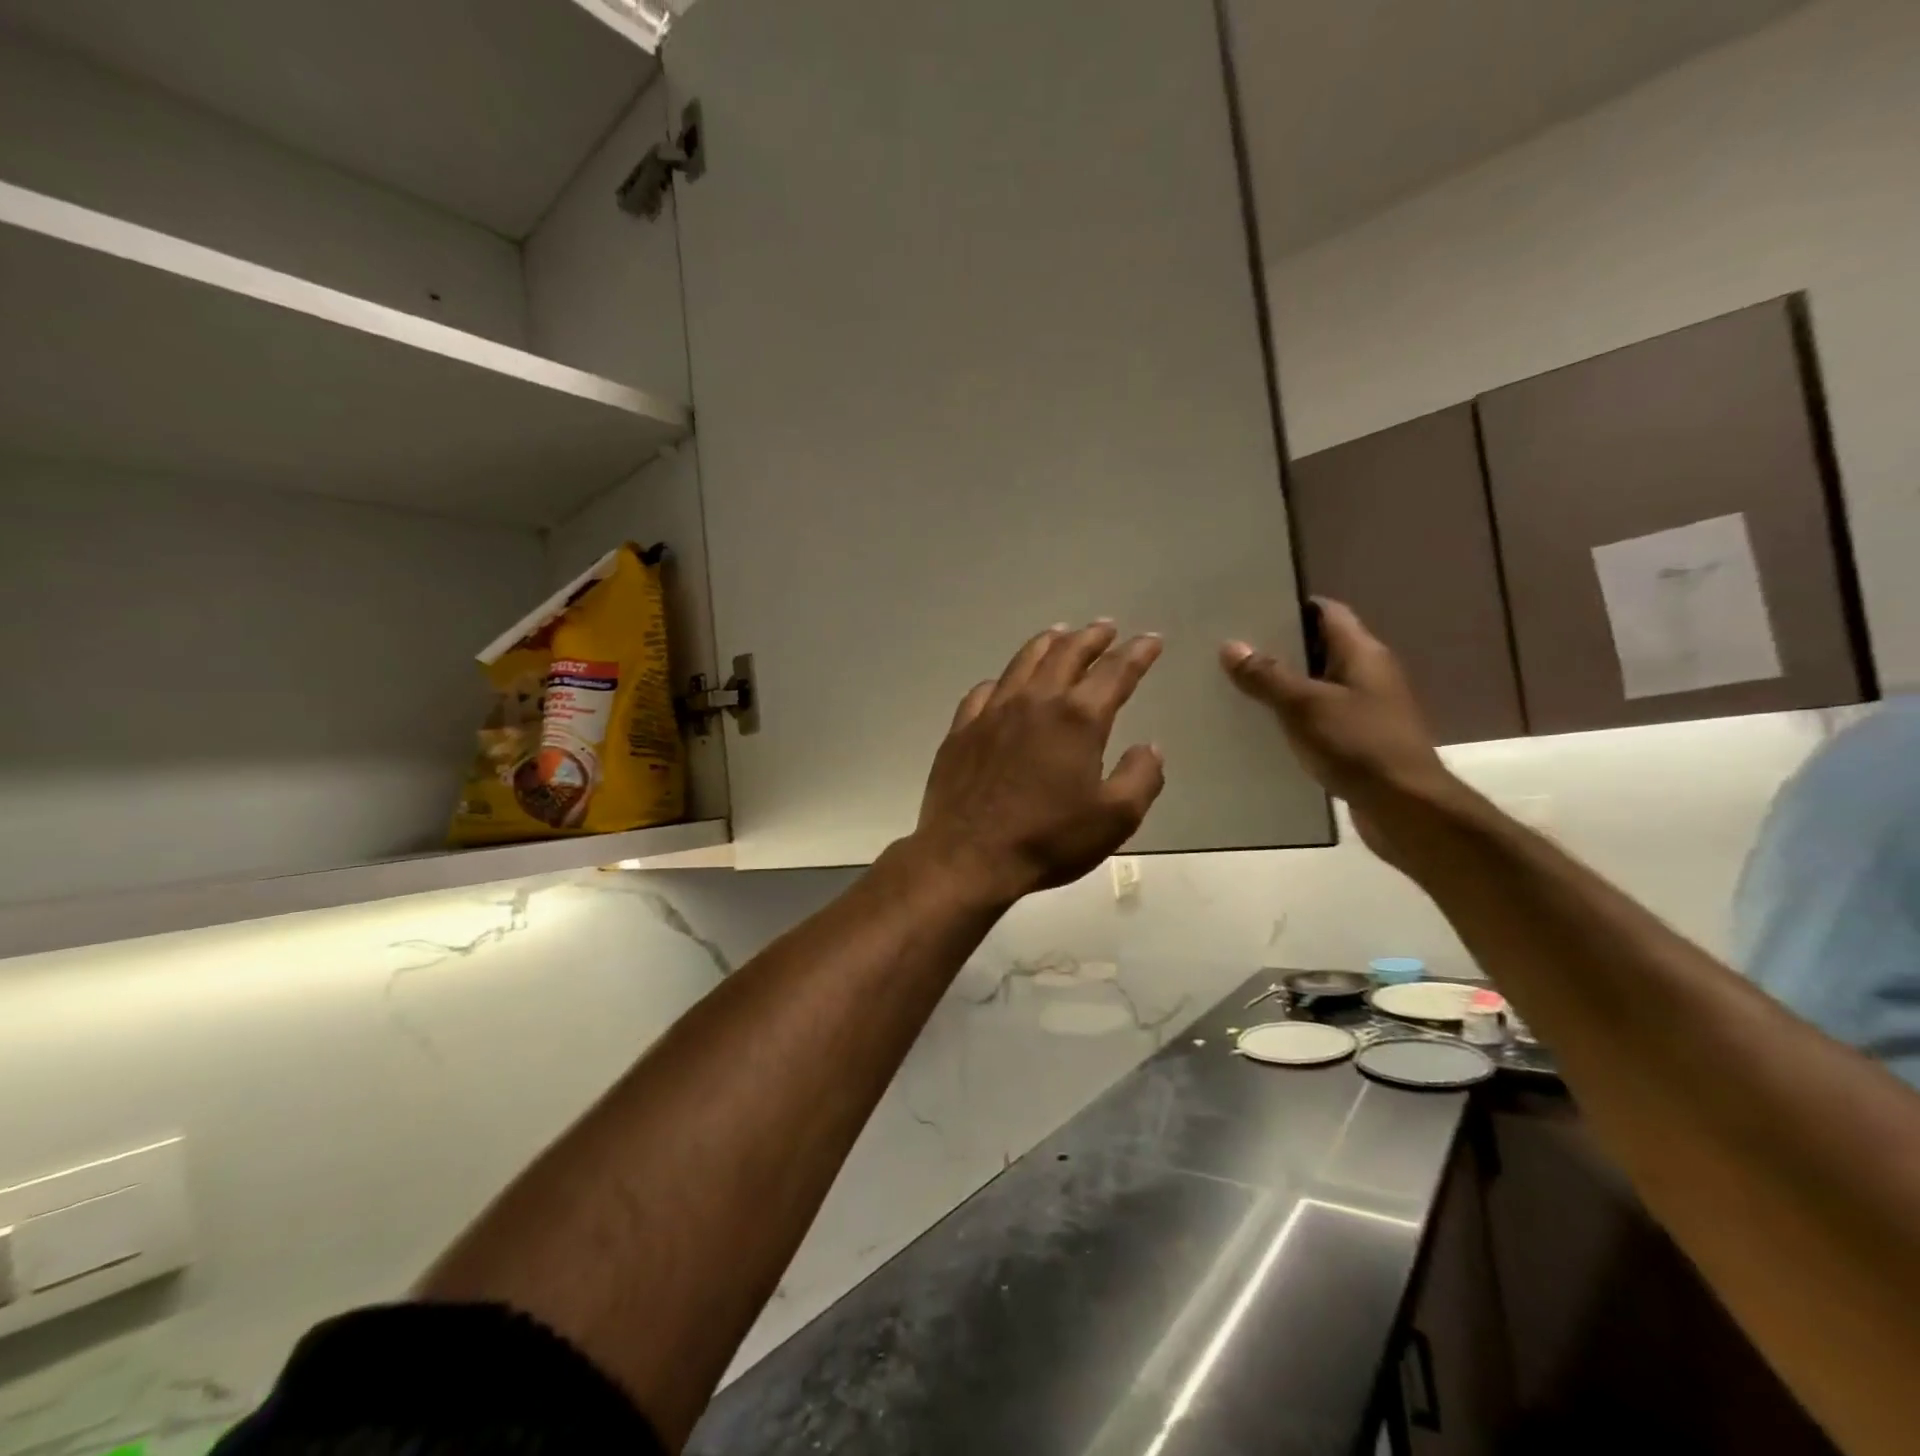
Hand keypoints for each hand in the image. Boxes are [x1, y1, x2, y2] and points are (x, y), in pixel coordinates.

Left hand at [909, 622, 1166, 906]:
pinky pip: (984, 691)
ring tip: (1060, 633)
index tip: (1151, 640)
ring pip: (1023, 662)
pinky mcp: (962, 729)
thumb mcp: (1114, 818)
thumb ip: (1141, 777)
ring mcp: (992, 712)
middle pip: (1067, 654)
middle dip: (1092, 637)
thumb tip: (1149, 747)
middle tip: (1106, 627)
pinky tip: (1005, 683)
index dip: (1138, 653)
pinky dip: (1003, 680)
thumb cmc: (1047, 839)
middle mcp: (1035, 702)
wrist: (968, 856)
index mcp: (1077, 719)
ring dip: (1047, 643)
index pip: (1115, 672)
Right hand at [1219, 600, 1468, 856]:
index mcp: (1362, 653)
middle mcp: (1366, 674)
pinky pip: (1317, 717)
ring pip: (1314, 685)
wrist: (1406, 808)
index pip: (1326, 612)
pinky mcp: (1356, 740)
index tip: (1249, 611)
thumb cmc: (1359, 745)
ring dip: (1281, 686)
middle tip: (1230, 649)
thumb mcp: (1305, 706)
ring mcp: (1363, 708)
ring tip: (1234, 686)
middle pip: (1317, 648)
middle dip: (1277, 648)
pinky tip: (1259, 727)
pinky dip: (1291, 717)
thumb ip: (1268, 676)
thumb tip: (1231, 646)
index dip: (1290, 607)